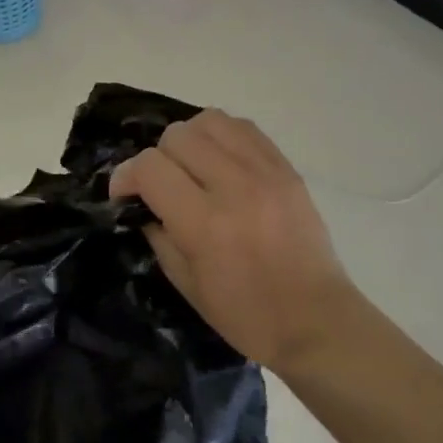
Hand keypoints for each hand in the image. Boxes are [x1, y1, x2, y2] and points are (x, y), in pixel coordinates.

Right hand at [110, 110, 357, 371]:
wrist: (318, 322)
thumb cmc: (247, 316)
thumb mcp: (186, 284)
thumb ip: (158, 234)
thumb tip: (142, 202)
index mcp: (206, 225)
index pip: (150, 167)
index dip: (126, 176)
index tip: (125, 194)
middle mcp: (235, 188)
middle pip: (177, 136)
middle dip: (157, 157)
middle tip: (163, 185)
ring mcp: (265, 173)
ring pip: (210, 120)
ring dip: (190, 140)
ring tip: (193, 167)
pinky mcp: (287, 169)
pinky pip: (244, 128)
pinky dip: (222, 138)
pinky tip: (221, 162)